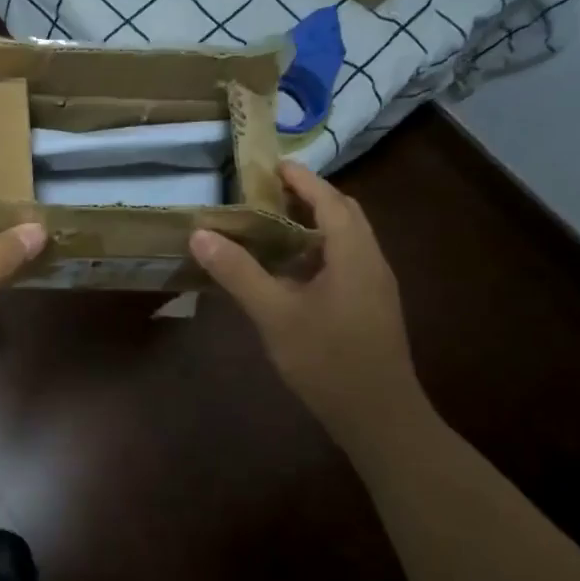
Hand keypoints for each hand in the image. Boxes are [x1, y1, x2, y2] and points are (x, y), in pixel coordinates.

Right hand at [190, 161, 428, 449]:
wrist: (378, 416)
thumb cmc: (328, 360)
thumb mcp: (275, 314)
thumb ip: (238, 272)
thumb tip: (201, 234)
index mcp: (354, 254)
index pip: (330, 201)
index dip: (303, 180)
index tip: (273, 164)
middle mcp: (371, 262)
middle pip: (343, 215)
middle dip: (309, 198)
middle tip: (267, 193)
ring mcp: (373, 287)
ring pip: (344, 241)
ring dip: (312, 225)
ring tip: (270, 225)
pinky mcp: (369, 308)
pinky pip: (343, 263)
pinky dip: (315, 252)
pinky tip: (287, 272)